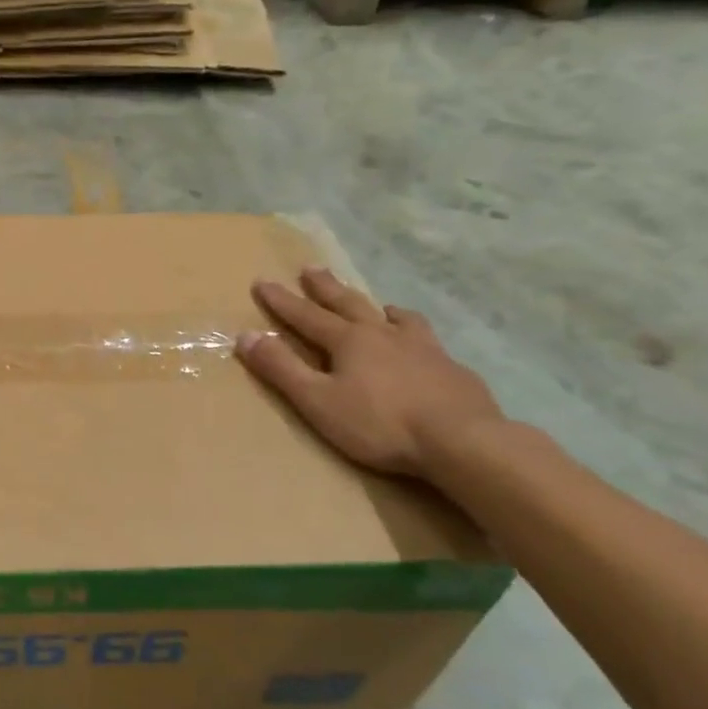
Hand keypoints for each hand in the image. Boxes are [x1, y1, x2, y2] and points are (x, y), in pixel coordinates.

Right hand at [236, 268, 501, 477]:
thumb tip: (245, 335)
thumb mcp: (317, 400)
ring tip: (375, 304)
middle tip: (311, 268)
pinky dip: (414, 332)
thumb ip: (281, 368)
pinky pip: (427, 339)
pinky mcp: (451, 368)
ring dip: (376, 307)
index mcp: (349, 341)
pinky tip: (421, 342)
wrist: (462, 440)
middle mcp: (384, 334)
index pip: (306, 316)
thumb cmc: (379, 423)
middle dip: (325, 287)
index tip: (262, 281)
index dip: (281, 301)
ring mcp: (423, 348)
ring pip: (395, 317)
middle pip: (349, 304)